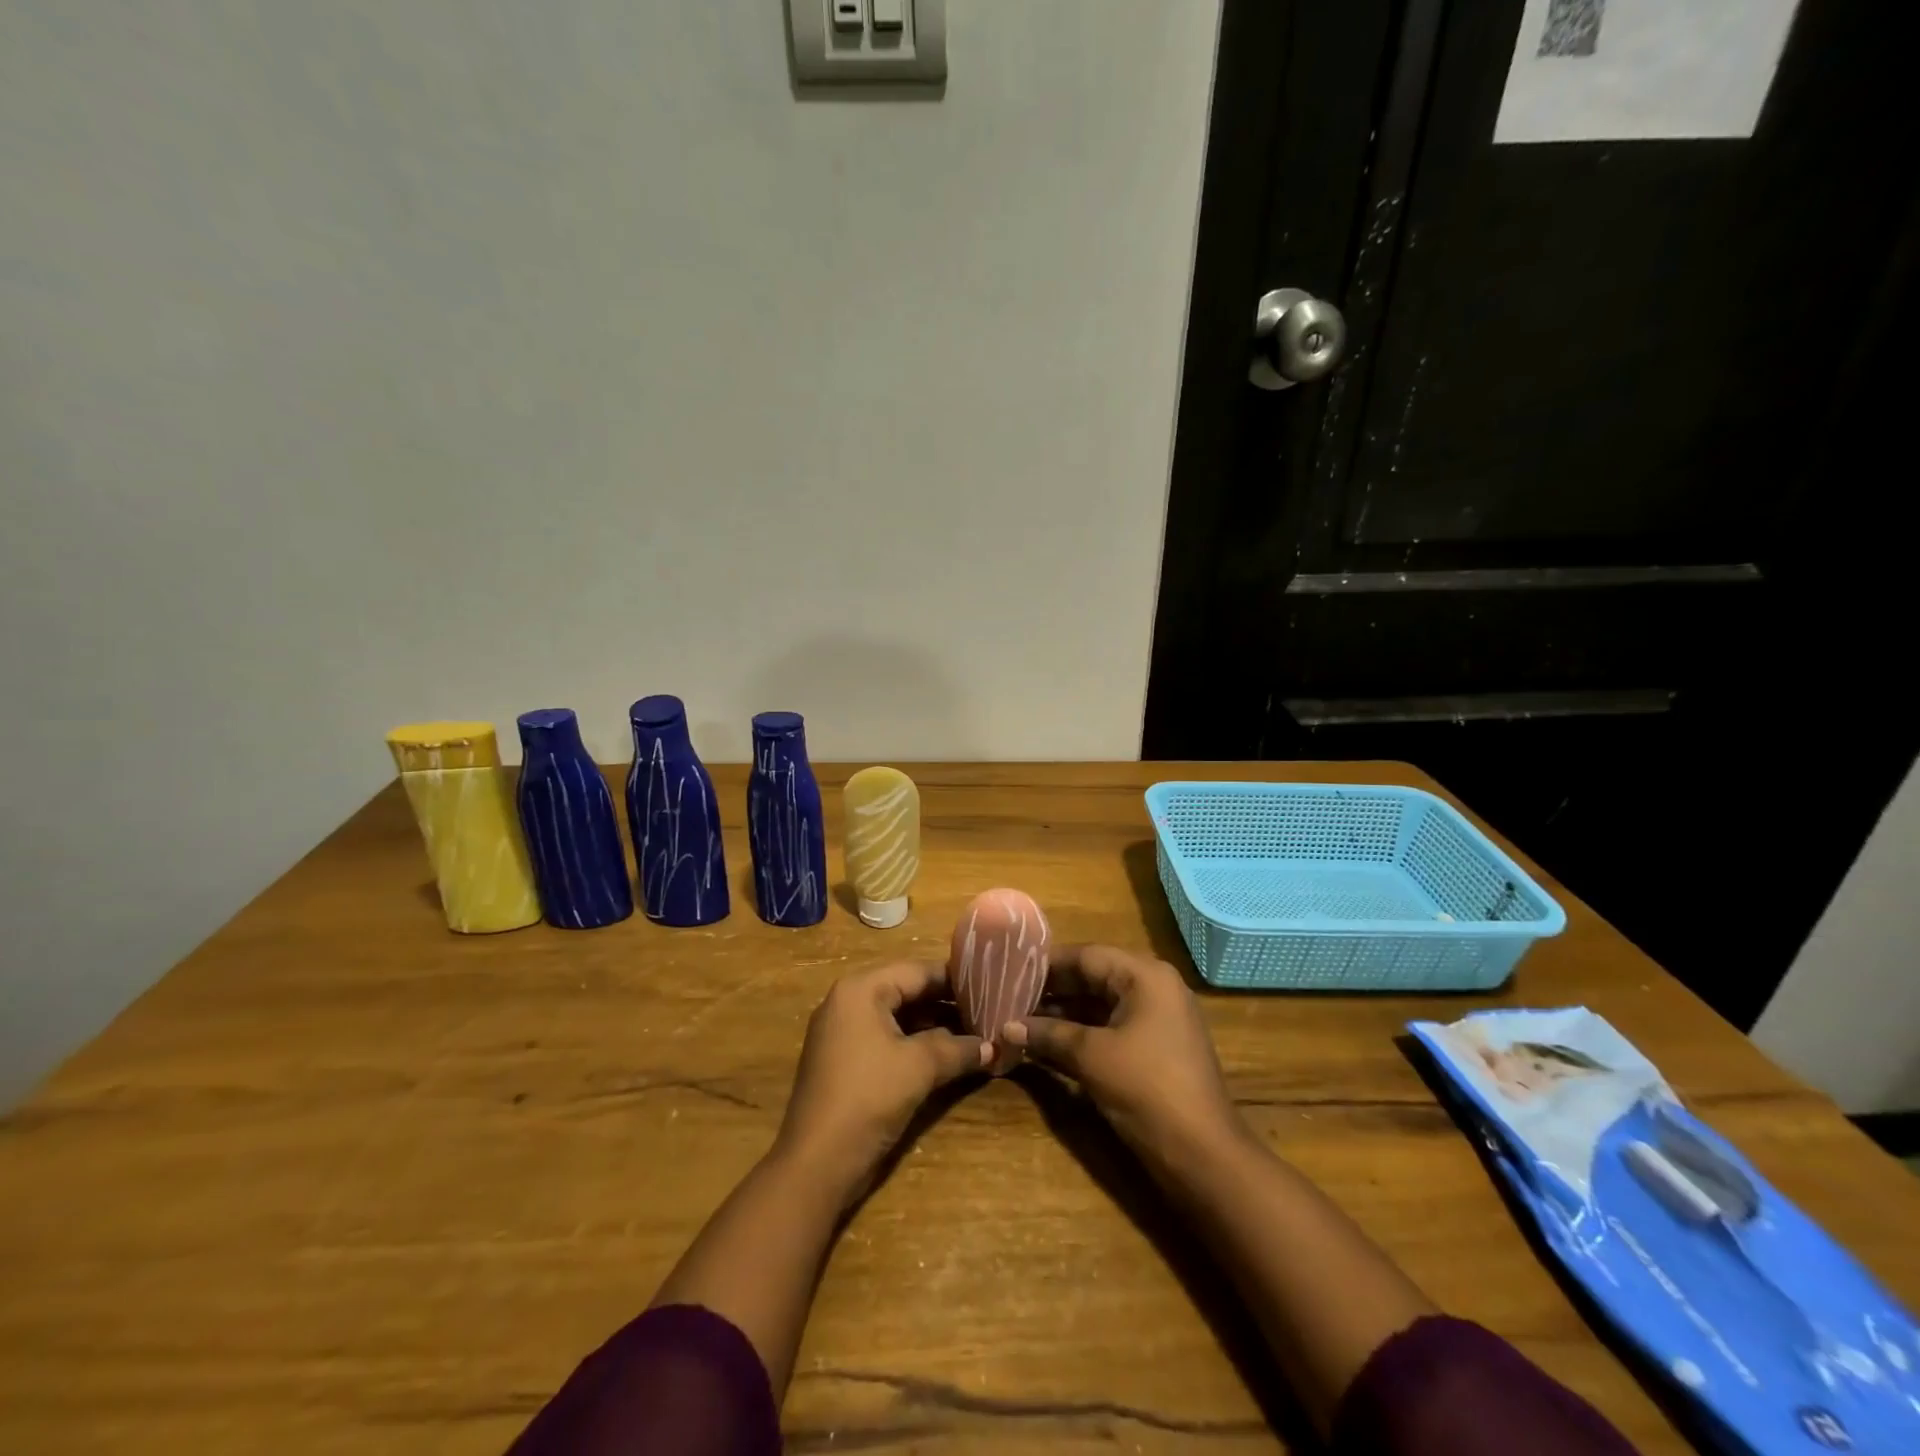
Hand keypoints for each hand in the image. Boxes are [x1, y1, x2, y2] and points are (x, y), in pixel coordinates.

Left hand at [772, 961, 988, 1205]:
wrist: (816, 1163)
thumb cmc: (868, 1097)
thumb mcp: (920, 1067)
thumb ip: (959, 1049)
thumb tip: (994, 1046)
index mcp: (861, 989)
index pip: (917, 971)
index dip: (955, 979)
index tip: (991, 984)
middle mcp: (848, 1001)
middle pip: (907, 991)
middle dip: (947, 1003)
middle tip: (988, 1010)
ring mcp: (843, 1032)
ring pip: (898, 1017)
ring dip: (934, 1026)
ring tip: (976, 1033)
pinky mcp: (845, 1060)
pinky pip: (886, 1038)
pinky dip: (915, 1044)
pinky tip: (947, 1056)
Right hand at [1002, 944, 1243, 1166]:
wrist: (1204, 1155)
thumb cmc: (1147, 1090)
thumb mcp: (1092, 1057)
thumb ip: (1048, 1034)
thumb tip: (1005, 1026)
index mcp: (1145, 976)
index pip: (1086, 955)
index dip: (1045, 964)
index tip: (1007, 970)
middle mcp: (1153, 987)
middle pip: (1093, 976)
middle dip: (1051, 989)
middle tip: (1007, 996)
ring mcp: (1156, 1018)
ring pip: (1099, 1003)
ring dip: (1062, 1013)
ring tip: (1018, 1018)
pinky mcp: (1154, 1047)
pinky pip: (1110, 1026)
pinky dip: (1080, 1032)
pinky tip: (1046, 1042)